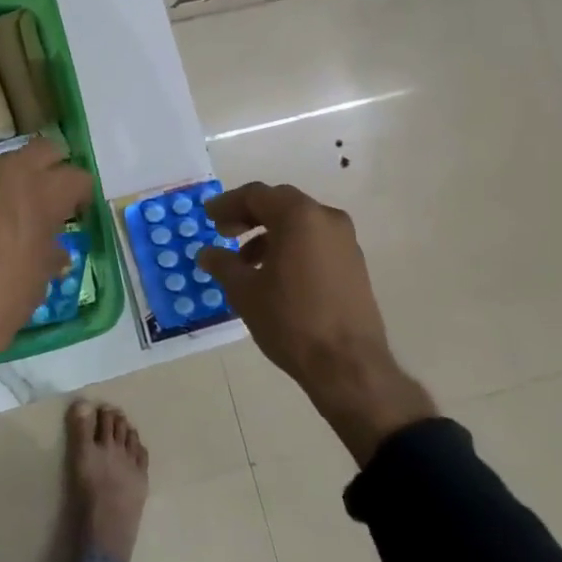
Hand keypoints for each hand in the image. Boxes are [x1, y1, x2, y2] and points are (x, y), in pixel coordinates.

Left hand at [0, 138, 91, 417]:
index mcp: (35, 192)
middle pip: (43, 152)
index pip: (76, 177)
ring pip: (9, 167)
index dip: (83, 197)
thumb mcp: (35, 284)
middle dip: (55, 172)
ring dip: (22, 184)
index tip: (83, 216)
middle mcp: (3, 175)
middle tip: (59, 206)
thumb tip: (54, 248)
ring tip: (26, 222)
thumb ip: (50, 254)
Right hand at [196, 182, 434, 464]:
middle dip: (249, 215)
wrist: (348, 366)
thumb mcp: (244, 291)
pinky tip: (275, 275)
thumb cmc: (290, 320)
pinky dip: (291, 246)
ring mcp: (345, 241)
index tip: (208, 217)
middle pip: (280, 203)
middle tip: (224, 232)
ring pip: (300, 223)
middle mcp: (326, 219)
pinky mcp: (354, 264)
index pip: (256, 195)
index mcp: (298, 216)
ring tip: (246, 262)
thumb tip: (206, 254)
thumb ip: (222, 264)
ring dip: (269, 233)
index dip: (227, 204)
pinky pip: (315, 241)